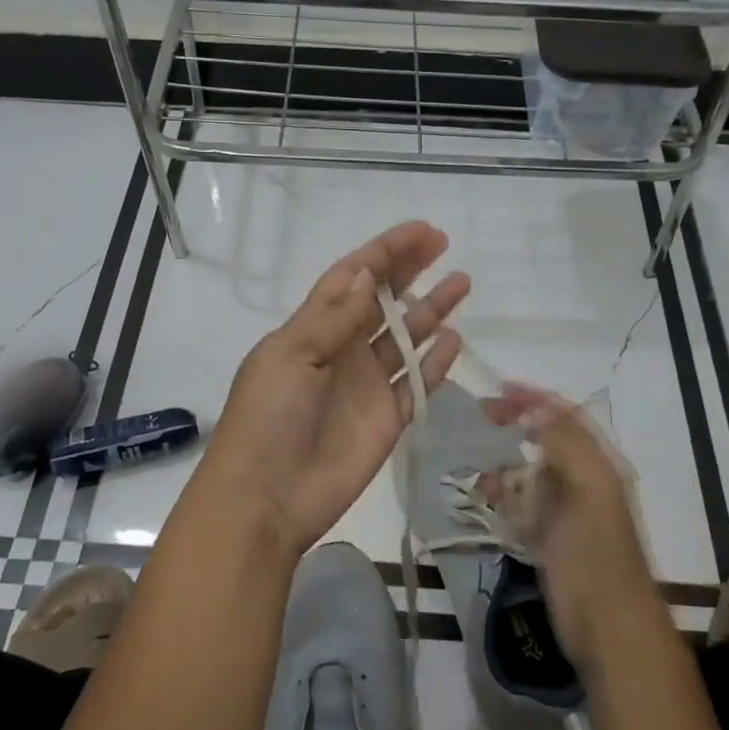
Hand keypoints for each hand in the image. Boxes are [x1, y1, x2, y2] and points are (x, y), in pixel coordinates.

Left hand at [192, 222, 469, 555]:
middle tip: (443, 246)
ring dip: (430, 310)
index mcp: (311, 328)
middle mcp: (341, 350)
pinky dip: (435, 362)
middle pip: (382, 301)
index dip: (384, 252)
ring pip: (405, 338)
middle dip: (410, 271)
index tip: (422, 231)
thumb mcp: (293, 355)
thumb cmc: (270, 417)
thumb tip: (366, 271)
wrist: (267, 497)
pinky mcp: (386, 419)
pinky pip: (417, 383)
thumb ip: (334, 316)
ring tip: (461, 284)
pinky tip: (454, 339)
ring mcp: (366, 385)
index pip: (351, 278)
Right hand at [482, 384, 655, 669]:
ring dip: (505, 463)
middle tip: (482, 417)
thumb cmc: (597, 553)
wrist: (608, 626)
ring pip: (530, 472)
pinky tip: (483, 495)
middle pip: (546, 440)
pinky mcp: (548, 538)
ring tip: (477, 461)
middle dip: (516, 425)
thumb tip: (537, 407)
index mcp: (598, 465)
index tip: (499, 389)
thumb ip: (565, 445)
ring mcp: (564, 511)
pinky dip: (502, 496)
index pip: (566, 417)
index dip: (536, 399)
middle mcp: (582, 481)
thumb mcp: (588, 490)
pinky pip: (521, 505)